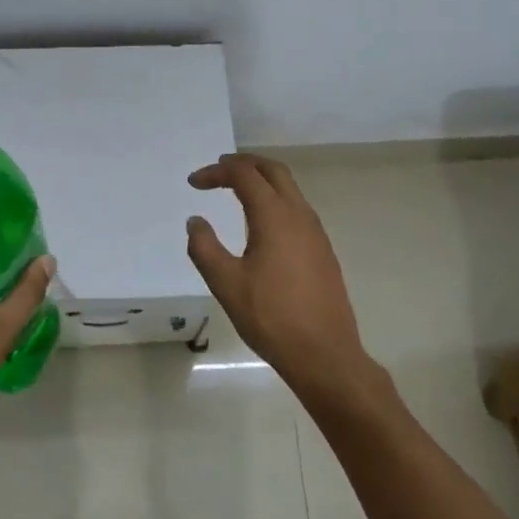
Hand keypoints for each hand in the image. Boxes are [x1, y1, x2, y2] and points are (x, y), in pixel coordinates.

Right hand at [185, 153, 370, 401]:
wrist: (325, 354)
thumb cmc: (271, 317)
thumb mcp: (226, 284)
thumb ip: (204, 248)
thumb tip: (196, 221)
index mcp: (274, 215)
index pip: (243, 174)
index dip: (216, 172)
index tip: (193, 183)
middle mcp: (299, 214)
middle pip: (272, 170)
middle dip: (243, 163)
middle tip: (218, 170)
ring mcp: (315, 231)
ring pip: (288, 187)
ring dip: (261, 180)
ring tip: (236, 190)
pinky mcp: (322, 249)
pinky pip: (297, 207)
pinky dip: (275, 199)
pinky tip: (261, 223)